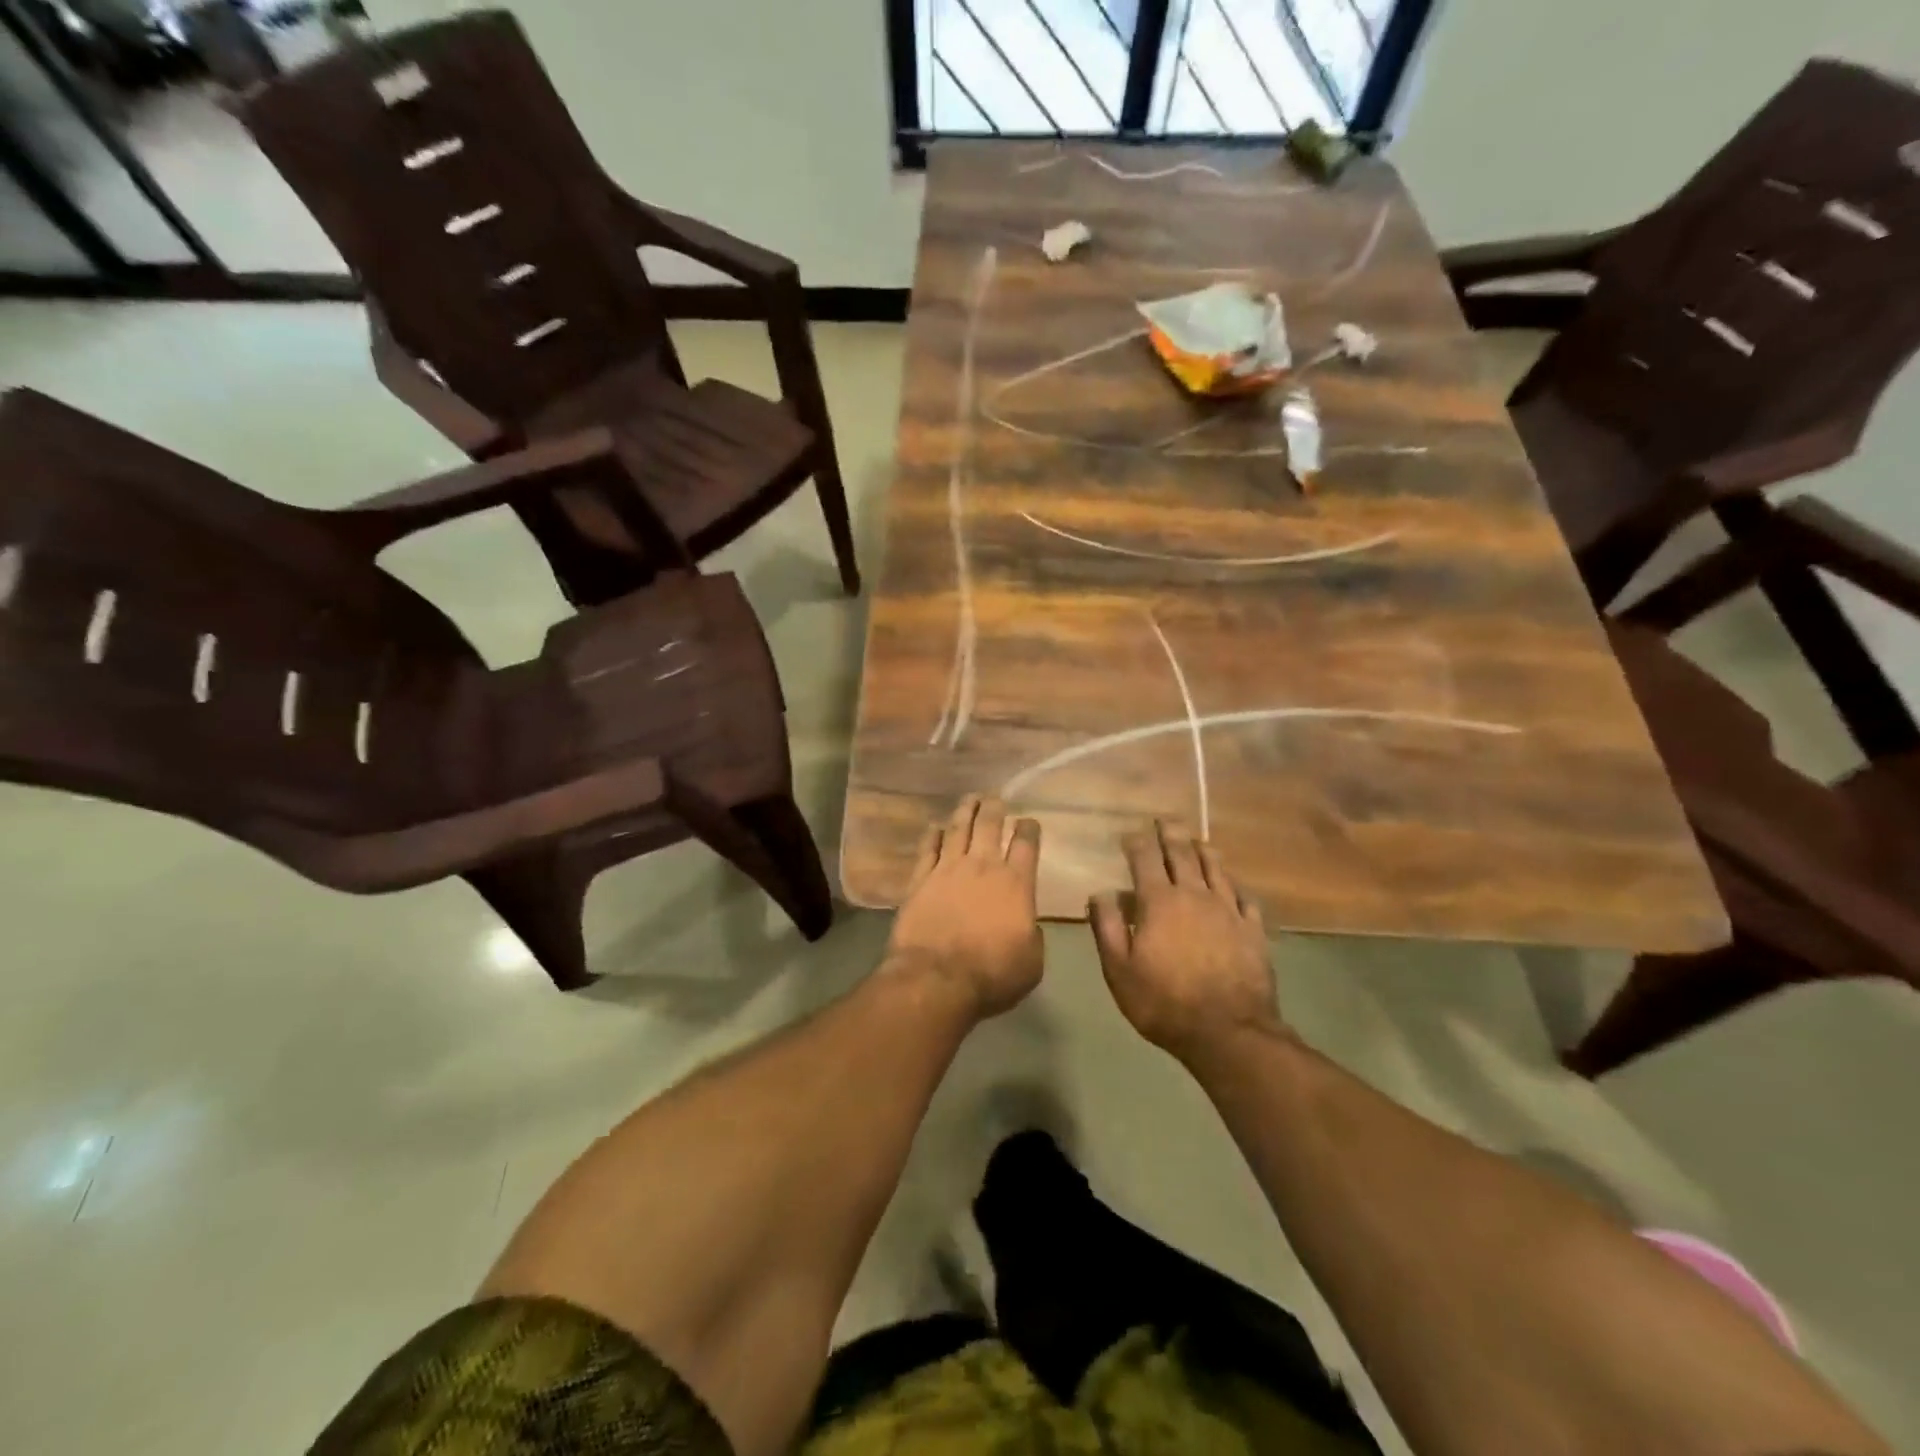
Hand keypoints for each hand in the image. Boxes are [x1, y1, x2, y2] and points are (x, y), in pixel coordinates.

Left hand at [886, 797, 1044, 1019]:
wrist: (937, 978)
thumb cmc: (992, 974)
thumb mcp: (1032, 962)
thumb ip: (1033, 935)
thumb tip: (1027, 924)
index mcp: (1016, 884)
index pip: (1026, 845)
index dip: (1028, 828)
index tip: (1028, 820)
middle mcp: (983, 867)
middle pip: (989, 826)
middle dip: (994, 808)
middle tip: (995, 797)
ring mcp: (948, 870)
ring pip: (958, 829)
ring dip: (965, 811)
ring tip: (970, 798)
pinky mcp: (920, 880)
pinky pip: (927, 849)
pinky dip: (932, 835)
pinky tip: (935, 827)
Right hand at [1090, 821, 1280, 1059]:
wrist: (1229, 1033)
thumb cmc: (1164, 1002)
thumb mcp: (1119, 970)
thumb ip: (1106, 927)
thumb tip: (1100, 892)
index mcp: (1159, 902)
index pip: (1145, 858)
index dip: (1136, 842)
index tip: (1129, 834)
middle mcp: (1195, 895)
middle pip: (1182, 853)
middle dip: (1170, 833)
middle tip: (1164, 820)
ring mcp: (1228, 910)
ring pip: (1216, 868)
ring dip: (1203, 850)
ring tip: (1196, 840)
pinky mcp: (1253, 929)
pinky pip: (1245, 896)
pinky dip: (1234, 884)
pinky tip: (1232, 884)